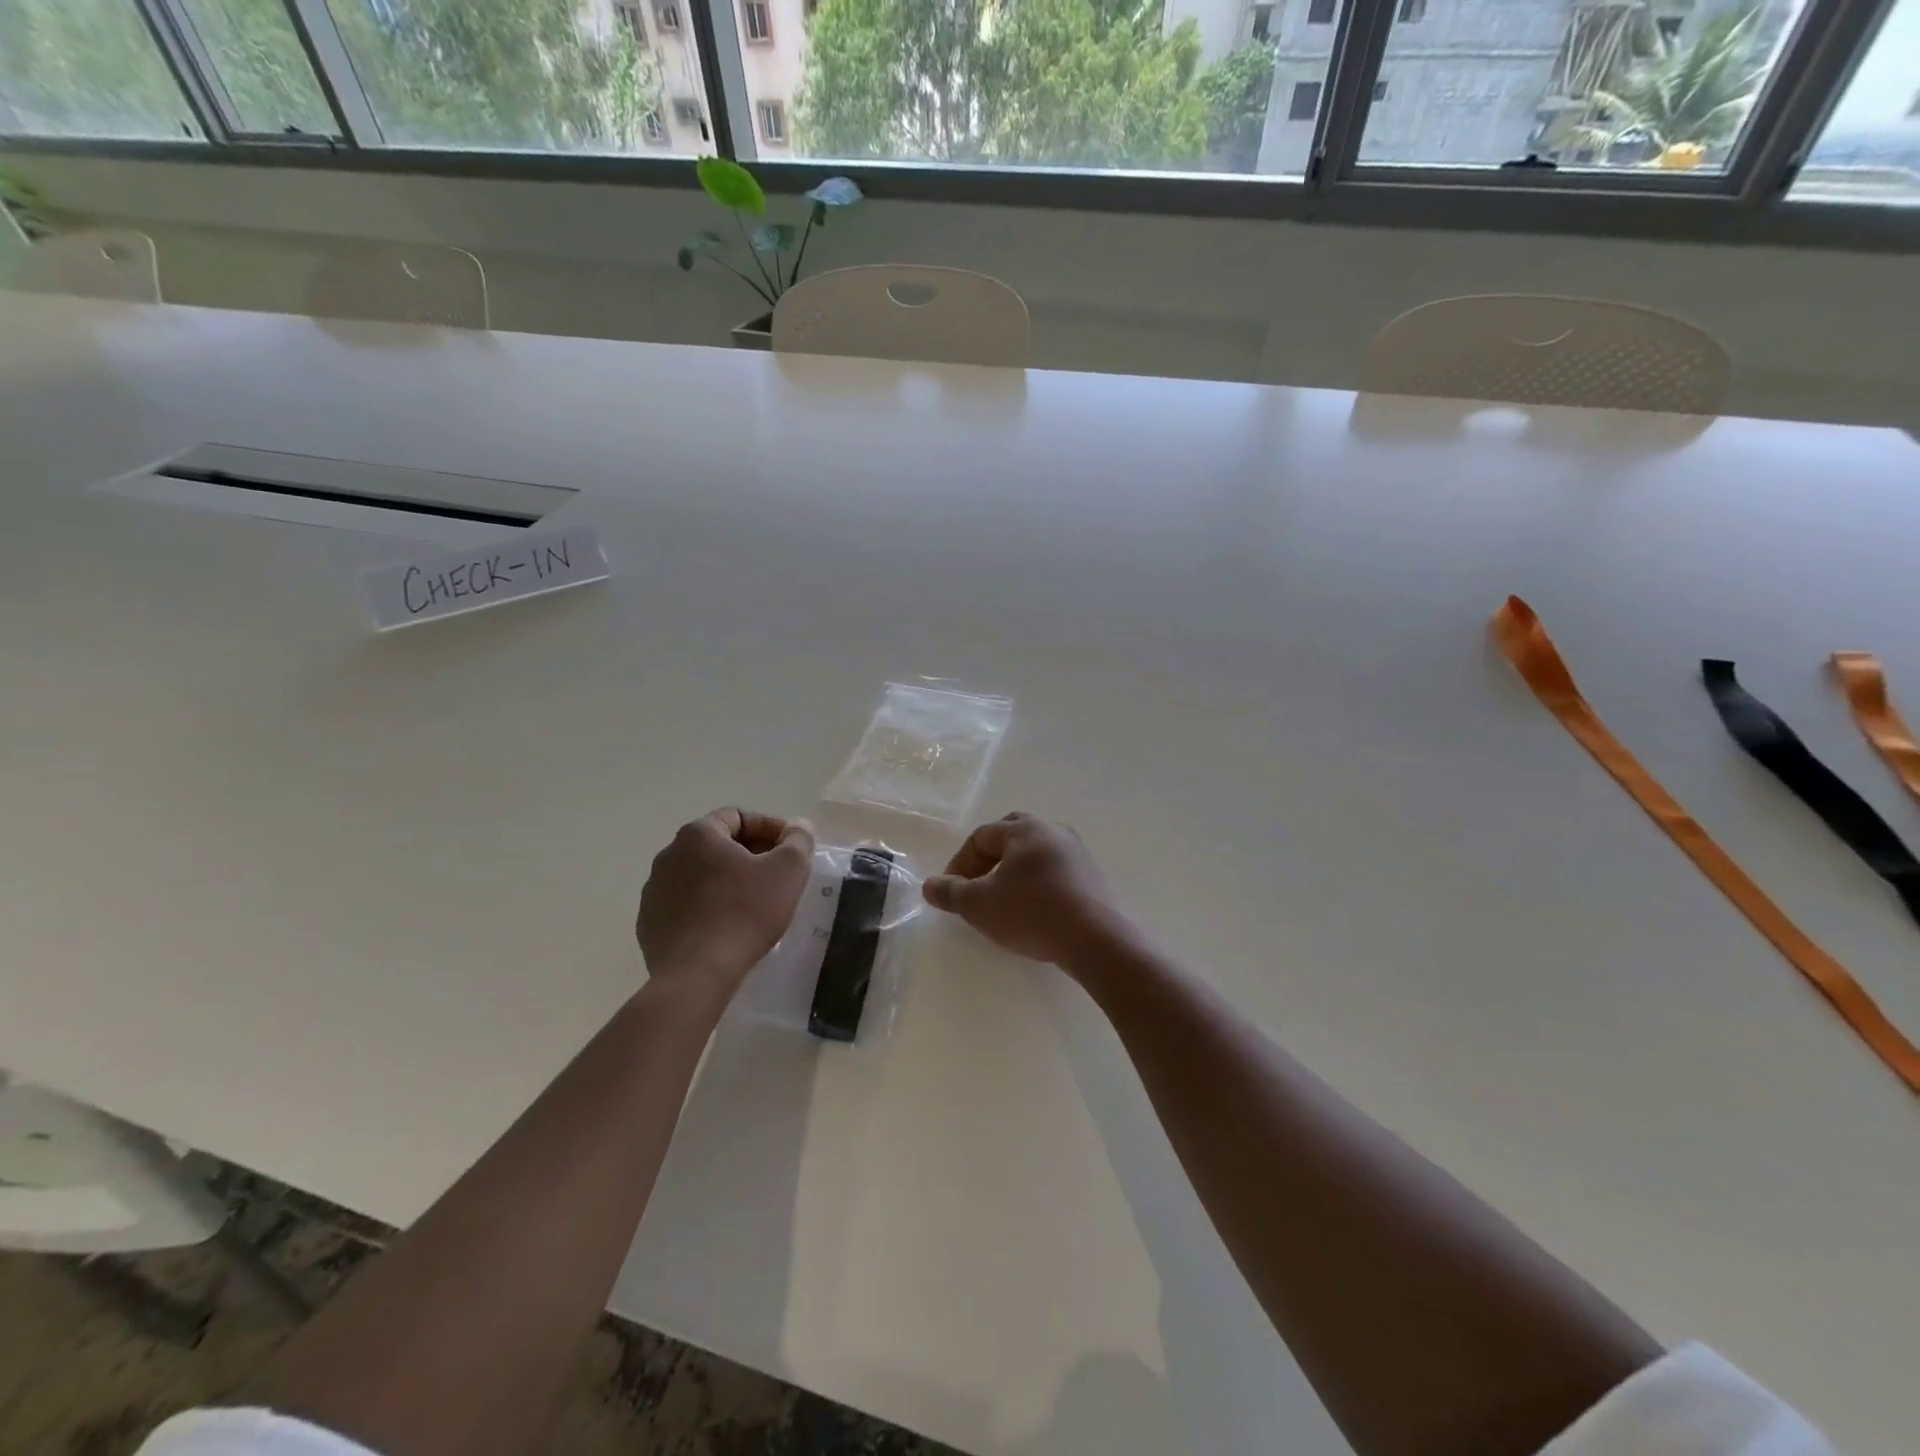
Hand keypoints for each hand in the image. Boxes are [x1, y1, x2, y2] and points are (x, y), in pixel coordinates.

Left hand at [638, 808, 814, 987]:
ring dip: (727, 881)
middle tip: (778, 874)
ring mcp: (654, 891)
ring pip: (700, 875)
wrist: (697, 974)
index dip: (770, 827)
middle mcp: (668, 855)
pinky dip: (707, 906)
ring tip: (754, 902)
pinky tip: (727, 926)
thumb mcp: (787, 871)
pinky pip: (685, 904)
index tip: (792, 847)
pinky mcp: (649, 924)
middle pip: (717, 845)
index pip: (738, 817)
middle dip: (750, 854)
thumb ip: (798, 841)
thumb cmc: (745, 912)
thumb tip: (798, 827)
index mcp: (698, 835)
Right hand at [923, 812, 1129, 968]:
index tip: (951, 891)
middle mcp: (1053, 831)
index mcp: (1024, 829)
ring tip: (1004, 899)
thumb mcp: (980, 905)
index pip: (982, 836)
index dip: (960, 862)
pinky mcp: (1093, 876)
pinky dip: (1038, 882)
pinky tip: (1034, 909)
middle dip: (989, 858)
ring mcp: (1078, 852)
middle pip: (1011, 834)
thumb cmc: (1031, 913)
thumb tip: (930, 885)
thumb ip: (951, 892)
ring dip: (1014, 870)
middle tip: (977, 884)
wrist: (1096, 939)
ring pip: (1036, 852)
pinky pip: (1056, 870)